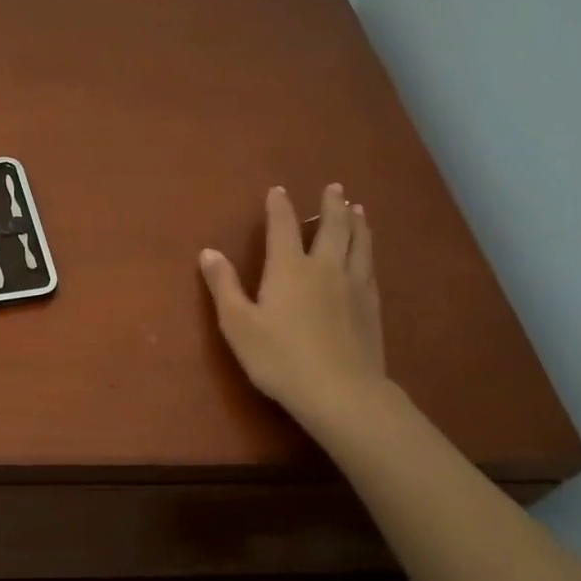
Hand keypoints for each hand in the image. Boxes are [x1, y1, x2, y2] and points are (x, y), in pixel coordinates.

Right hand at [199, 185, 388, 427]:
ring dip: (356, 223)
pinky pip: (370, 267)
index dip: (280, 206)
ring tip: (357, 209)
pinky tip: (367, 254)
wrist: (341, 392)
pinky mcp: (371, 306)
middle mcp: (324, 267)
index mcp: (289, 268)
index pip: (283, 226)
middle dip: (330, 205)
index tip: (279, 190)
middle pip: (331, 228)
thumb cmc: (280, 358)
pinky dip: (367, 250)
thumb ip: (224, 286)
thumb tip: (208, 252)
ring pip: (358, 244)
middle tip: (334, 187)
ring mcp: (353, 286)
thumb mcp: (238, 324)